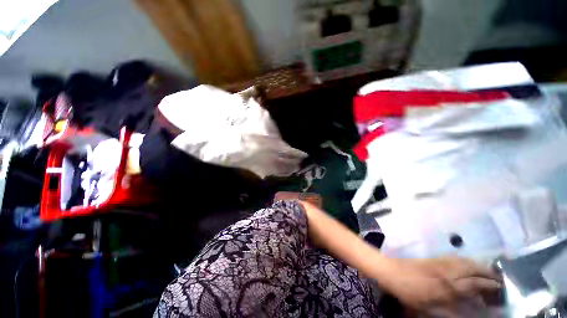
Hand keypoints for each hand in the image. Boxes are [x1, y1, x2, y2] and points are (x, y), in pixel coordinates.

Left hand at [382, 257, 501, 314]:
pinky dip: (465, 260)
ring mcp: (439, 262)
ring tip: (488, 269)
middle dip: (487, 272)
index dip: (488, 285)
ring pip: (464, 261)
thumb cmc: (409, 292)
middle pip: (472, 269)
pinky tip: (467, 262)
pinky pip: (453, 257)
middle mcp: (446, 271)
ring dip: (478, 264)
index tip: (500, 287)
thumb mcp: (429, 307)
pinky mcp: (432, 258)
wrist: (391, 271)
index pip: (474, 284)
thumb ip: (450, 310)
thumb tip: (468, 313)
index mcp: (447, 286)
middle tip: (498, 277)